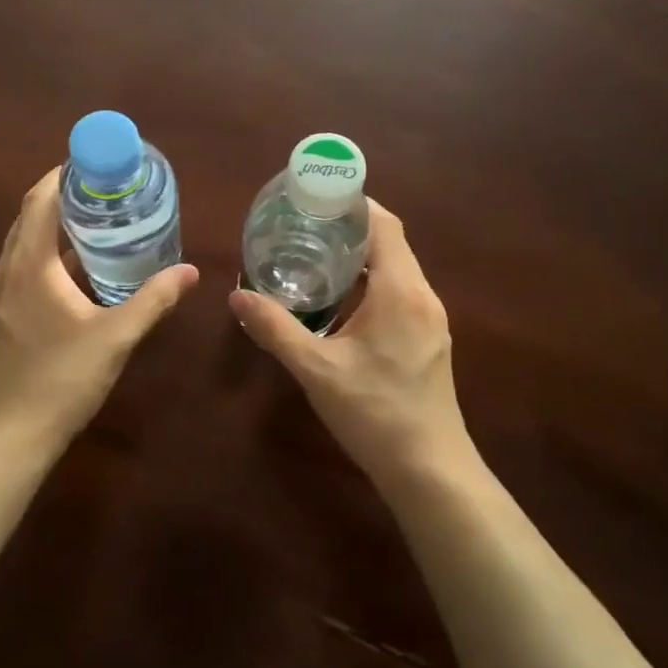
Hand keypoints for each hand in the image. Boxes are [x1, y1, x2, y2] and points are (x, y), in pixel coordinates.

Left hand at [0, 167, 198, 443]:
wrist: (7, 436)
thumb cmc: (60, 380)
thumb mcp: (115, 337)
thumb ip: (152, 300)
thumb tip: (189, 272)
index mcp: (30, 265)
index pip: (40, 201)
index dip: (63, 176)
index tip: (95, 165)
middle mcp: (6, 271)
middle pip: (30, 217)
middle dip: (64, 199)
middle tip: (106, 193)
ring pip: (24, 244)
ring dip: (55, 228)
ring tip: (97, 226)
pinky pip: (22, 268)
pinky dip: (47, 256)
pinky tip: (78, 274)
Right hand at [229, 199, 468, 486]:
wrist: (430, 470)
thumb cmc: (374, 413)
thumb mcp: (316, 369)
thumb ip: (276, 328)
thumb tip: (237, 296)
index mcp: (401, 291)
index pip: (384, 225)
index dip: (354, 204)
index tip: (317, 198)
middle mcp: (422, 296)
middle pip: (391, 243)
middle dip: (351, 228)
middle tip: (305, 225)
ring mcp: (431, 319)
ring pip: (397, 269)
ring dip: (361, 258)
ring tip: (317, 256)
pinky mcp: (430, 339)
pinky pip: (401, 292)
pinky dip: (372, 283)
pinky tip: (341, 300)